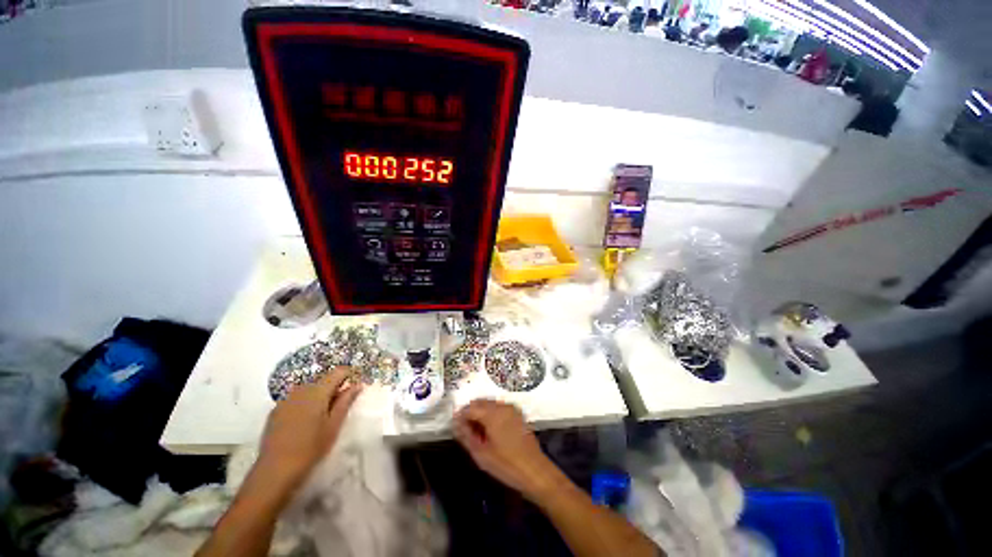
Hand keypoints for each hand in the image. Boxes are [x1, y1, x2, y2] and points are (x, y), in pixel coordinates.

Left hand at [252, 367, 361, 493]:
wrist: (275, 470)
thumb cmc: (311, 447)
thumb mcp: (334, 425)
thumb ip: (346, 401)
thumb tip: (357, 384)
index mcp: (317, 391)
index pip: (338, 372)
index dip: (348, 376)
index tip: (354, 387)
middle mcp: (301, 390)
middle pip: (323, 380)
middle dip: (333, 388)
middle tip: (340, 407)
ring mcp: (285, 399)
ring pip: (309, 389)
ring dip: (319, 396)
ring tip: (322, 416)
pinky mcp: (275, 411)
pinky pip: (296, 399)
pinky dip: (305, 404)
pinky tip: (305, 422)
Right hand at [453, 399, 563, 501]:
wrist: (535, 470)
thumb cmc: (506, 465)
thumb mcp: (481, 454)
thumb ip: (466, 436)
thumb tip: (455, 423)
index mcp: (492, 413)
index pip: (470, 407)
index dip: (460, 416)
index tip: (455, 429)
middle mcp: (502, 405)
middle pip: (480, 402)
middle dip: (470, 413)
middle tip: (466, 432)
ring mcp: (511, 408)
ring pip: (489, 404)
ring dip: (480, 413)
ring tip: (477, 433)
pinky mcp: (517, 413)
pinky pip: (499, 408)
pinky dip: (491, 414)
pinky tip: (490, 431)